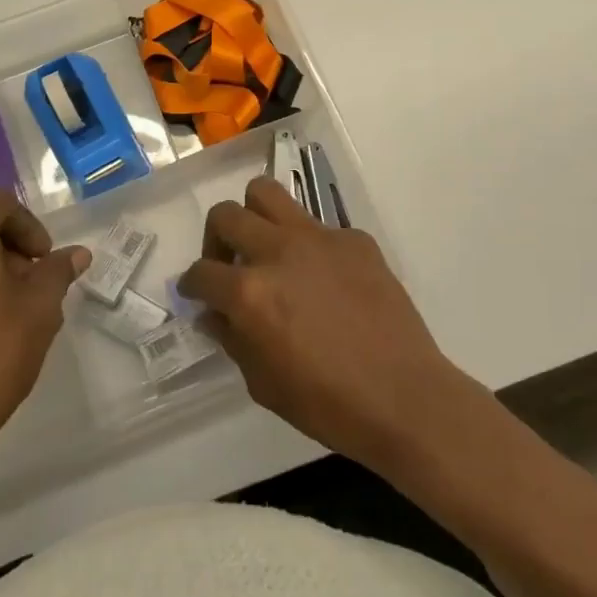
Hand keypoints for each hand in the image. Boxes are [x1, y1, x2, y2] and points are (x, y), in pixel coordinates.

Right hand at [179, 177, 471, 469]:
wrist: (405, 397)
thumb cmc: (328, 404)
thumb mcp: (263, 384)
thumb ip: (232, 339)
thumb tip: (215, 314)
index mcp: (250, 292)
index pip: (201, 272)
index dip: (191, 285)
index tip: (197, 294)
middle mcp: (278, 251)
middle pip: (226, 214)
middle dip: (216, 239)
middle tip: (229, 265)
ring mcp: (319, 237)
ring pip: (266, 192)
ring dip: (255, 216)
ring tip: (265, 247)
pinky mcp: (354, 238)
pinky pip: (318, 225)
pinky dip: (309, 244)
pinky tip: (324, 278)